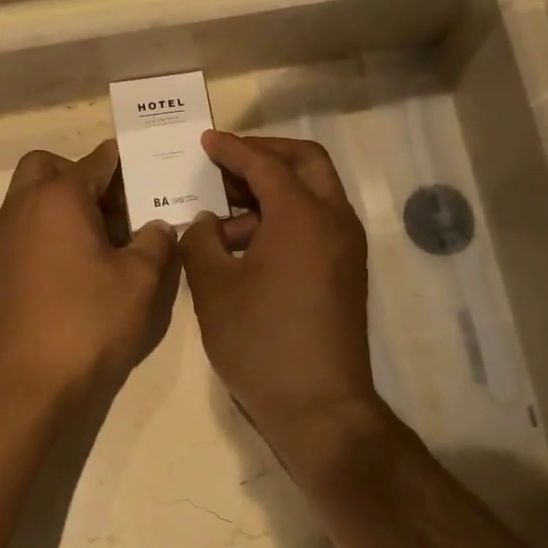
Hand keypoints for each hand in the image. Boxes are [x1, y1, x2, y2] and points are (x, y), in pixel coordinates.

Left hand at [0, 142, 178, 413]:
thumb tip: (158, 226)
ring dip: (67, 204)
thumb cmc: (85, 323)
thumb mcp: (138, 282)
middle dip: (84, 175)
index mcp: (59, 197)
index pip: (97, 160)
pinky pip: (27, 228)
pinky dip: (52, 230)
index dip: (127, 163)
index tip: (153, 173)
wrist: (21, 384)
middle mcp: (24, 206)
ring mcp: (6, 237)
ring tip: (109, 240)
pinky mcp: (0, 267)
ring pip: (34, 197)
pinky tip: (82, 267)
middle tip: (118, 207)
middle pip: (50, 167)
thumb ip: (155, 243)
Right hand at [179, 132, 383, 458]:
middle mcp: (334, 220)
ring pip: (315, 193)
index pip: (265, 164)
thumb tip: (207, 223)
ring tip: (226, 214)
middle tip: (227, 162)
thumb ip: (201, 242)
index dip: (232, 149)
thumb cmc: (260, 341)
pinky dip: (286, 217)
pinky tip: (248, 244)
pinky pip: (318, 223)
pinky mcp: (346, 272)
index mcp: (303, 215)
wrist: (319, 406)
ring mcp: (346, 248)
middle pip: (306, 163)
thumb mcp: (213, 287)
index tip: (206, 141)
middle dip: (266, 154)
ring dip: (275, 189)